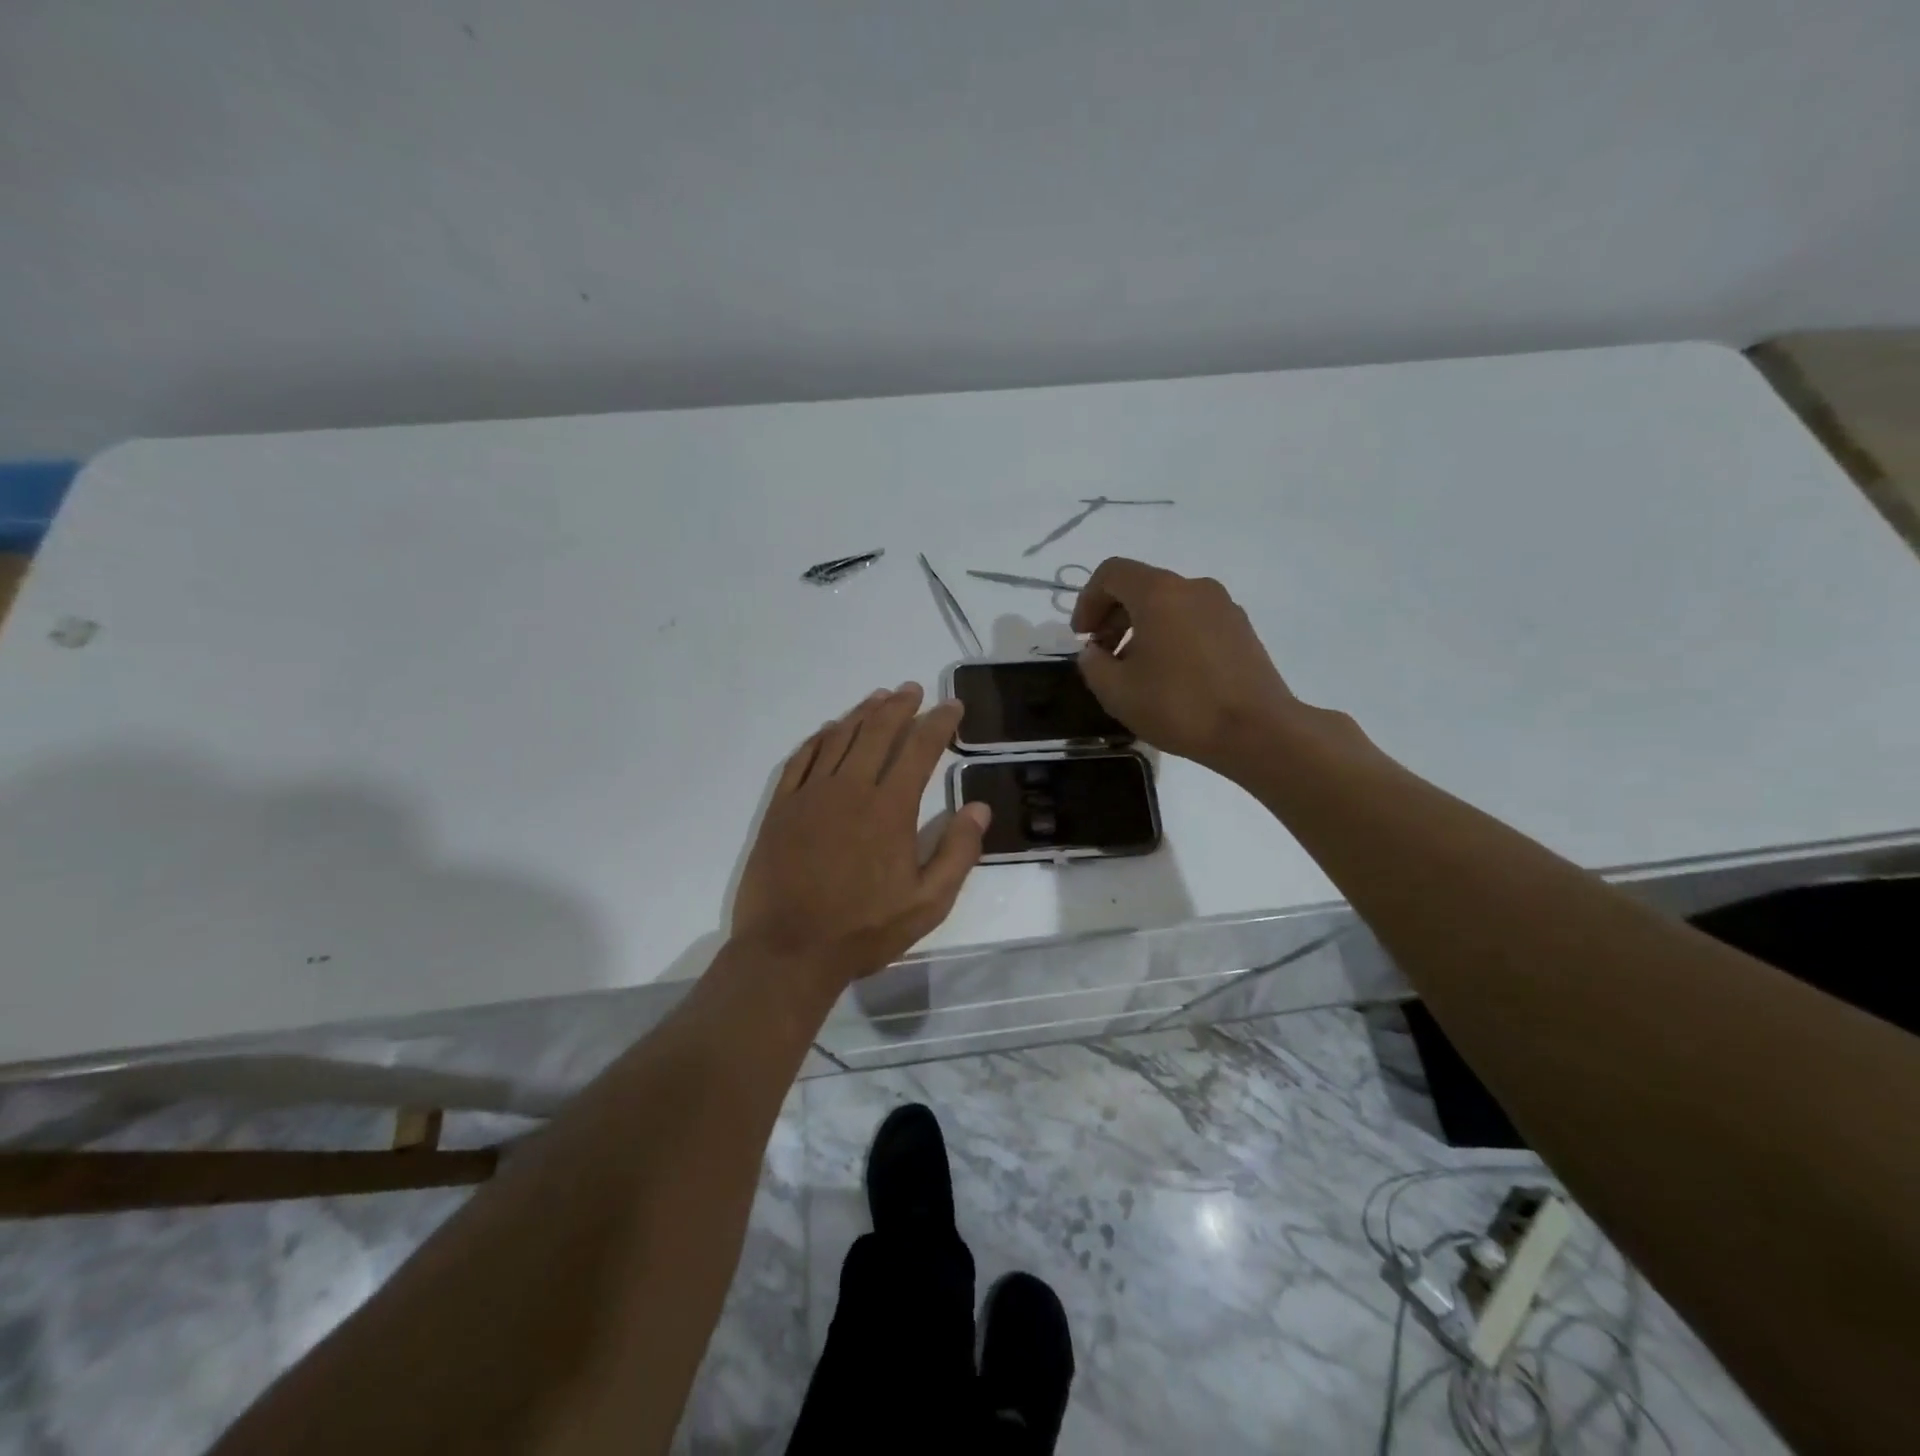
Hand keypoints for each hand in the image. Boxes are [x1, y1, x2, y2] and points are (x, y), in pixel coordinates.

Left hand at [731, 684, 989, 988]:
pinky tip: (829, 730)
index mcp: (890, 808)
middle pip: (878, 731)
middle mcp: (850, 788)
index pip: (920, 749)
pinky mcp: (782, 807)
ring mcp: (811, 794)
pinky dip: (820, 738)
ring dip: (862, 713)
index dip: (939, 723)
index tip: (952, 706)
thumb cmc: (864, 929)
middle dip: (899, 706)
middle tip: (913, 690)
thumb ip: (958, 852)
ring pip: (840, 738)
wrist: (789, 949)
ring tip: (879, 698)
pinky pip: (802, 758)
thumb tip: (979, 807)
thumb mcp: (928, 903)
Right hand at [1071, 557, 1304, 776]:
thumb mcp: (1116, 692)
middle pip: (1141, 586)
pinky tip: (1170, 675)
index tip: (1082, 637)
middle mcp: (1193, 587)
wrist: (1257, 731)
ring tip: (1135, 669)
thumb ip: (1093, 664)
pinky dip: (1171, 635)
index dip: (1087, 601)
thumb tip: (1094, 652)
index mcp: (1159, 593)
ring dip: (1142, 627)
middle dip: (1113, 615)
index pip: (1112, 573)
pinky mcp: (1241, 629)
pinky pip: (1193, 619)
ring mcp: (1223, 606)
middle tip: (1102, 655)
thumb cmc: (1179, 706)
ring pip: (1169, 603)